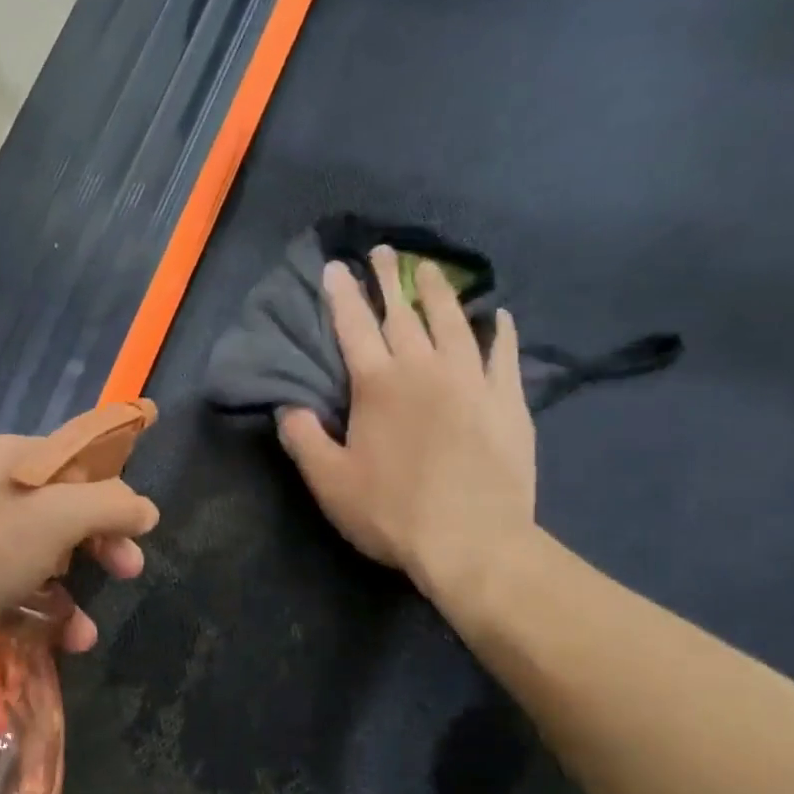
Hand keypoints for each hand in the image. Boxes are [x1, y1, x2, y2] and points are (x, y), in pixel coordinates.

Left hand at [0, 433, 159, 660]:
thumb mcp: (52, 520)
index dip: (114, 490)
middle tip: (129, 571)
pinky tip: (57, 643)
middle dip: (100, 543)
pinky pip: (11, 589)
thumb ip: (107, 506)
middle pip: (62, 509)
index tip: (141, 529)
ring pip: (39, 556)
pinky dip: (37, 612)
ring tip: (86, 633)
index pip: (78, 460)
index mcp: (10, 458)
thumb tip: (145, 508)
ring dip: (72, 591)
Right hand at [278, 247, 536, 605]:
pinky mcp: (507, 402)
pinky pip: (504, 355)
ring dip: (439, 293)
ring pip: (454, 323)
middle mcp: (424, 369)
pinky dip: (500, 331)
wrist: (474, 542)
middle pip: (403, 313)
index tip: (337, 267)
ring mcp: (472, 381)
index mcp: (377, 384)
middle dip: (391, 279)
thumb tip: (286, 406)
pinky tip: (499, 316)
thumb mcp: (329, 482)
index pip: (353, 326)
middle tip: (386, 251)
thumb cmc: (392, 512)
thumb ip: (303, 439)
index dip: (343, 295)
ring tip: (432, 269)